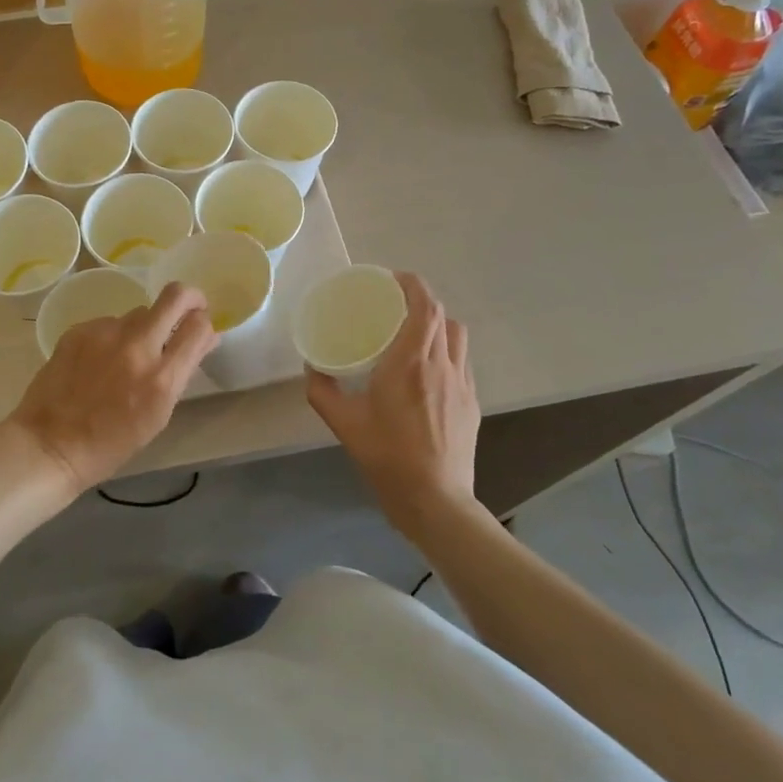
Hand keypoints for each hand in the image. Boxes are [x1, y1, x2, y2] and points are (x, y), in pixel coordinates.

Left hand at [5, 282, 217, 494]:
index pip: (198, 327)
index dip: (205, 323)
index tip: (200, 327)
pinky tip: (98, 362)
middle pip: (175, 296)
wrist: (50, 445)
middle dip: (189, 297)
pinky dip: (112, 337)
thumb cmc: (110, 443)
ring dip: (144, 327)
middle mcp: (137, 347)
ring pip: (139, 312)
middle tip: (188, 308)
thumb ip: (182, 372)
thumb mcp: (158, 415)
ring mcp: (105, 334)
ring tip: (127, 356)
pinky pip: (109, 323)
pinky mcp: (80, 329)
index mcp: (161, 378)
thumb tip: (206, 338)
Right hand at [305, 272, 480, 535]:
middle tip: (395, 306)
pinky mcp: (471, 404)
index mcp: (411, 362)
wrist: (436, 501)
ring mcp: (462, 384)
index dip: (413, 284)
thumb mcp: (344, 424)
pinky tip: (427, 373)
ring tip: (414, 335)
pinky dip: (445, 353)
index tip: (393, 280)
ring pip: (457, 337)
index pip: (424, 306)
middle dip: (421, 302)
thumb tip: (311, 367)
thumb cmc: (388, 457)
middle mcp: (442, 364)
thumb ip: (323, 391)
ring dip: (438, 325)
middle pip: (442, 316)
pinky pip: (461, 363)